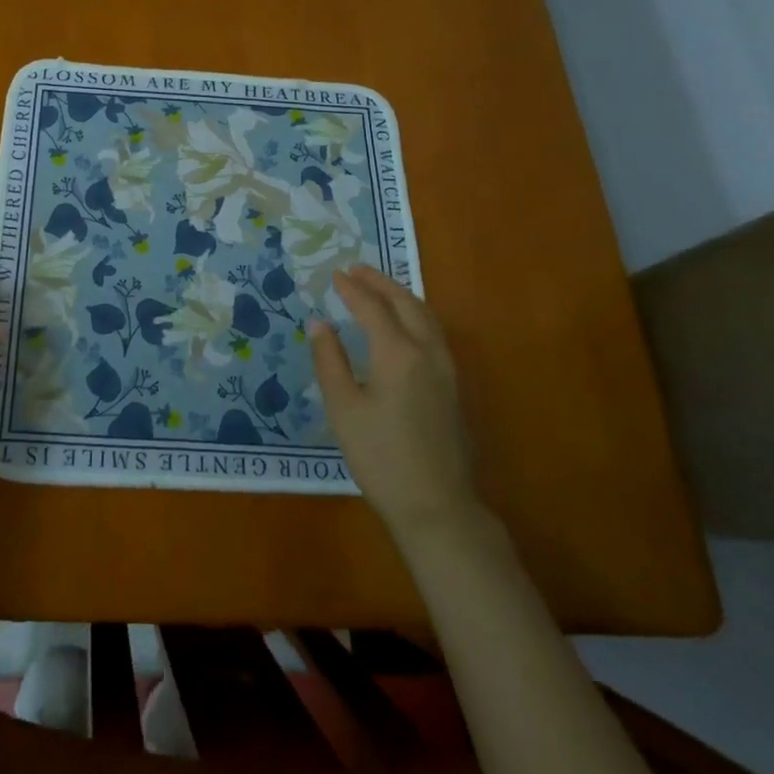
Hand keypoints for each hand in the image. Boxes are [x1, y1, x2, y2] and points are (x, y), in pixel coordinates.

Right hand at [311, 265, 480, 543]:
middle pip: (406, 303)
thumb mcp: (343, 408)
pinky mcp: (453, 386)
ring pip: (426, 316)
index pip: (372, 308)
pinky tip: (405, 325)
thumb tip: (320, 324)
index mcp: (398, 353)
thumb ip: (330, 360)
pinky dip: (416, 314)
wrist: (435, 505)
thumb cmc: (380, 456)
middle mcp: (427, 352)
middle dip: (381, 282)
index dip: (351, 289)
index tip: (334, 274)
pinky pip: (434, 333)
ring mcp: (446, 369)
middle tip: (357, 269)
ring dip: (402, 295)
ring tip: (380, 288)